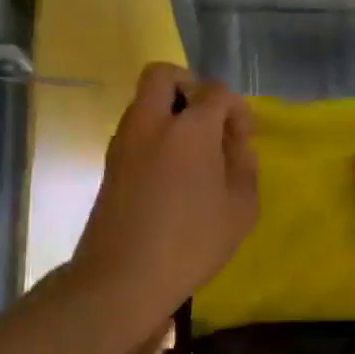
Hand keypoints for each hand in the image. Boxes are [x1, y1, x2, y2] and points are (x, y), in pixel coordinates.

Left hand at [73, 64, 257, 327]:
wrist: (121, 277)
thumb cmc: (191, 243)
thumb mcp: (240, 209)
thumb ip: (244, 165)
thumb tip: (236, 143)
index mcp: (189, 128)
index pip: (216, 92)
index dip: (237, 109)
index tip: (244, 138)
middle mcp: (151, 123)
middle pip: (164, 76)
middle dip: (190, 86)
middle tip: (209, 121)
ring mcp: (124, 142)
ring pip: (145, 102)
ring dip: (170, 112)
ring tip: (194, 153)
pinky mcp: (110, 164)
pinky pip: (136, 130)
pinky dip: (156, 135)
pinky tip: (172, 173)